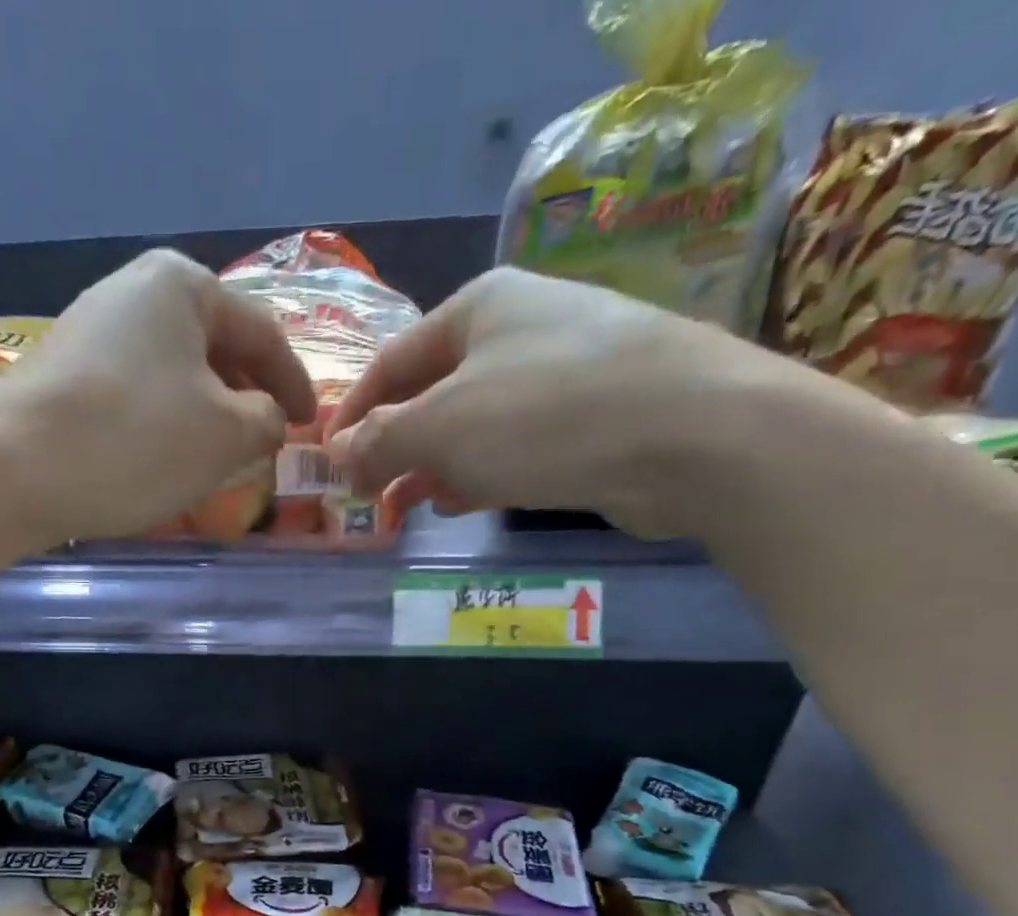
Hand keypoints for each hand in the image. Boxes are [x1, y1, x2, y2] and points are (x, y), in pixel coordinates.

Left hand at [0, 249, 314, 545]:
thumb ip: (266, 421)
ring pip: (171, 373)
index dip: (295, 383)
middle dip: (245, 396)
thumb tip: (267, 418)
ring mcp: (88, 331)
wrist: (12, 471)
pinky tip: (162, 458)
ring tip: (219, 456)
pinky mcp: (60, 375)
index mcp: (182, 285)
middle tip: (265, 440)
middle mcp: (131, 292)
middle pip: (212, 346)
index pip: (261, 334)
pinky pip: (133, 394)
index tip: (311, 424)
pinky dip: (161, 423)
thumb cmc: (135, 441)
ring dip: (203, 412)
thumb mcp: (225, 435)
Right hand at [325, 267, 777, 537]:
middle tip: (363, 491)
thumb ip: (379, 440)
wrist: (691, 435)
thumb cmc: (545, 416)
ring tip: (401, 506)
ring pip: (471, 422)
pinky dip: (477, 472)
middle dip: (392, 444)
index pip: (391, 361)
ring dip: (430, 464)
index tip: (325, 458)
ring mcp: (560, 371)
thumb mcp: (440, 427)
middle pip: (431, 391)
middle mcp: (519, 328)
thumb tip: (339, 455)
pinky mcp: (590, 417)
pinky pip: (512, 444)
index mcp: (478, 307)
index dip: (352, 411)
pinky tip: (458, 502)